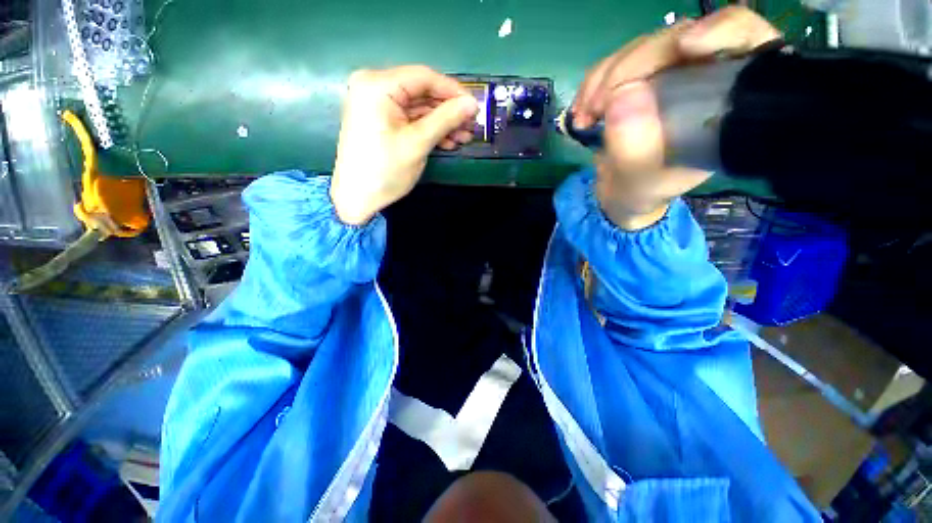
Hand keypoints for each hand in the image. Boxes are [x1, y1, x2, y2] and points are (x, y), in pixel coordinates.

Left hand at [330, 65, 479, 224]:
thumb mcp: (418, 143)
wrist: (357, 198)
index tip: (475, 107)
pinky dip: (429, 130)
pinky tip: (448, 142)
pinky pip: (410, 119)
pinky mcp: (381, 121)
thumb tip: (472, 104)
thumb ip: (446, 119)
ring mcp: (377, 104)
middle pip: (422, 92)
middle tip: (472, 126)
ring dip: (442, 123)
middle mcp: (374, 86)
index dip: (453, 91)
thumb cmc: (385, 170)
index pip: (424, 77)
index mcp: (378, 85)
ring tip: (464, 138)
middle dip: (449, 111)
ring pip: (419, 108)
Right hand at [572, 7, 780, 229]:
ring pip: (640, 48)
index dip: (723, 30)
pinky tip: (581, 112)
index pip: (746, 42)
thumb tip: (621, 96)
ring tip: (583, 118)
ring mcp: (666, 74)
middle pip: (679, 39)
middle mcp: (701, 79)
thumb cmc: (642, 193)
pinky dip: (591, 85)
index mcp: (726, 104)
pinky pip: (613, 63)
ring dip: (603, 79)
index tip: (688, 46)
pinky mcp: (636, 78)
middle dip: (632, 66)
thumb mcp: (641, 183)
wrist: (619, 195)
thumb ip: (635, 152)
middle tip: (598, 106)